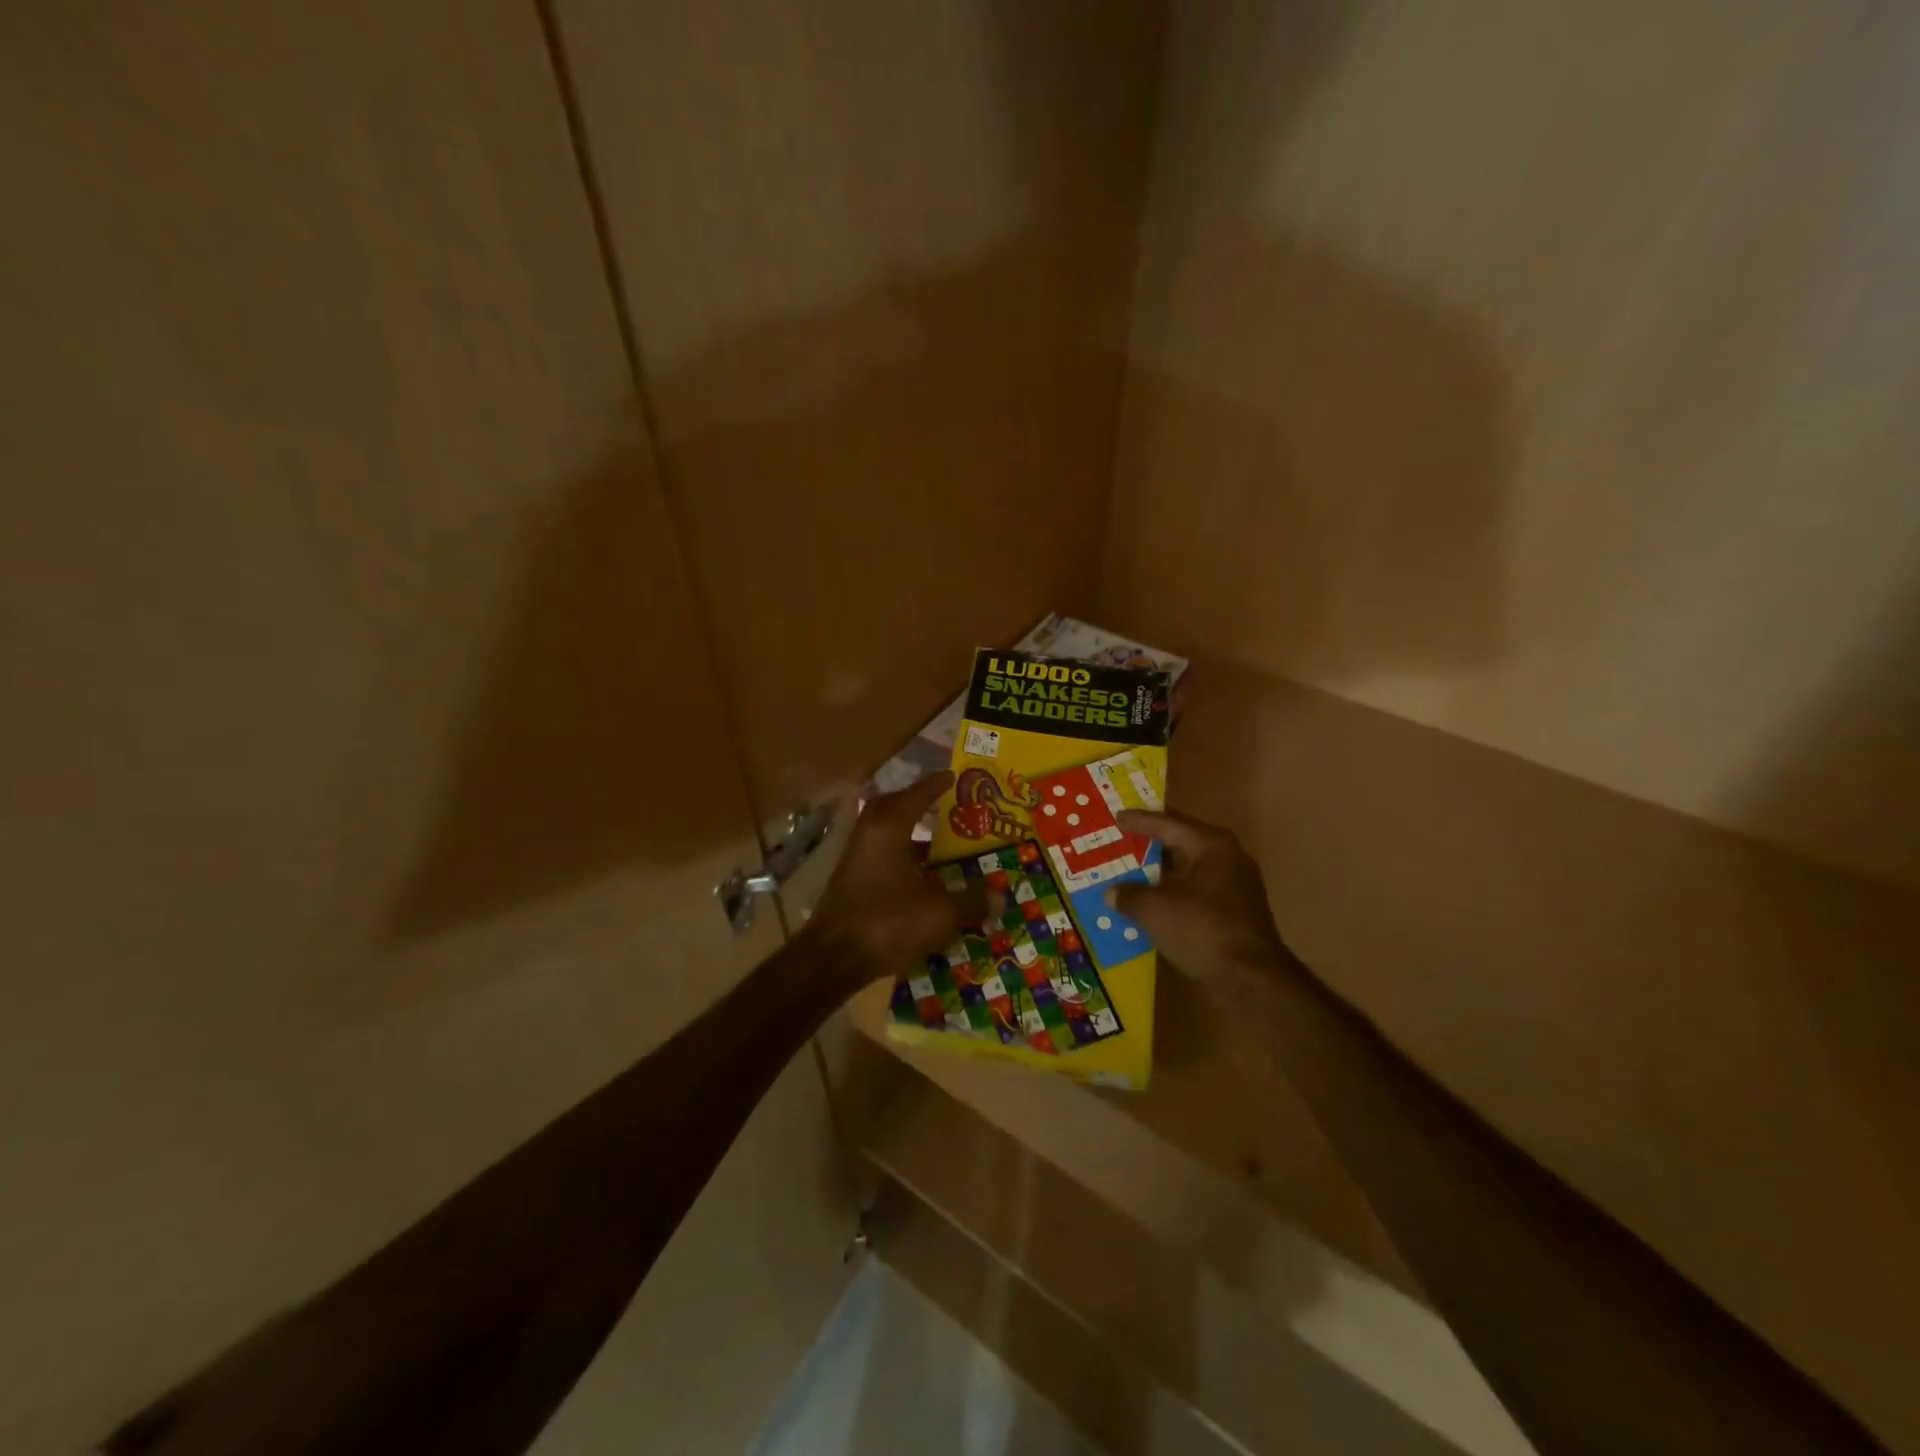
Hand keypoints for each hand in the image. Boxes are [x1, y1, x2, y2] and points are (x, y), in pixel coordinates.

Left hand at [806, 771, 988, 991]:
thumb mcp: (939, 913)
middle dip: (916, 803)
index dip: (935, 785)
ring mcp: (855, 858)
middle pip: (893, 808)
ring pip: (885, 834)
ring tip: (937, 842)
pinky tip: (920, 877)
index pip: (916, 795)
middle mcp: (868, 835)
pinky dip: (900, 858)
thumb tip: (1000, 898)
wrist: (833, 958)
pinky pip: (880, 856)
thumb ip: (970, 901)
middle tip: (941, 803)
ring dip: (908, 834)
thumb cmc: (888, 922)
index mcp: (889, 828)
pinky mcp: (850, 882)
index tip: (952, 776)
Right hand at [1111, 809, 1291, 978]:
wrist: (1251, 978)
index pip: (1168, 824)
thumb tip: (1112, 893)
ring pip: (1190, 869)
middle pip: (1182, 843)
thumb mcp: (1154, 910)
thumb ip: (1129, 895)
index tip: (1117, 818)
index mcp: (1210, 845)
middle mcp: (1228, 857)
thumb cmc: (1201, 929)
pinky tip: (1155, 903)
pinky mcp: (1238, 911)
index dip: (1139, 821)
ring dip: (1162, 873)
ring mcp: (1237, 885)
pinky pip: (1198, 890)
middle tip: (1123, 842)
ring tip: (1133, 874)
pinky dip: (1175, 892)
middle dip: (1151, 845)